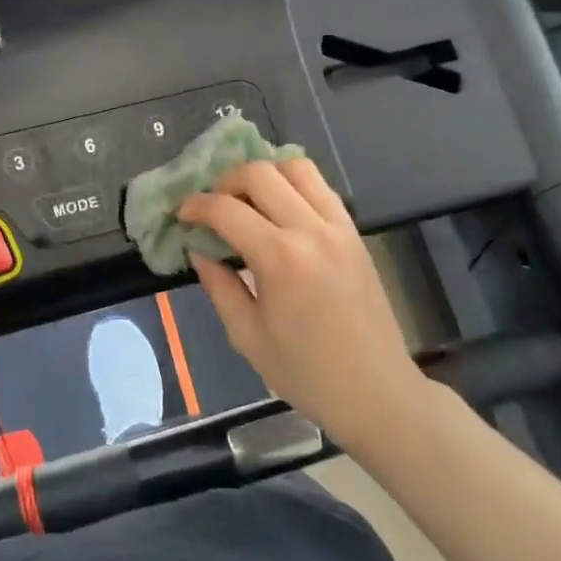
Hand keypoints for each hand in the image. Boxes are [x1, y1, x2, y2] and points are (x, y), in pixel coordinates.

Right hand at [179, 159, 431, 446]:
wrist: (377, 393)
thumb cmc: (307, 373)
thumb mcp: (247, 336)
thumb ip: (219, 285)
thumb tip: (199, 249)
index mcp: (280, 259)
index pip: (227, 209)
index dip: (197, 206)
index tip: (182, 215)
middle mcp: (311, 231)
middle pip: (260, 173)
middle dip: (226, 181)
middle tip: (213, 206)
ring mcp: (338, 227)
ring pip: (296, 167)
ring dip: (264, 175)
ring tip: (248, 200)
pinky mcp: (354, 232)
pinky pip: (321, 187)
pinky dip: (294, 184)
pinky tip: (279, 208)